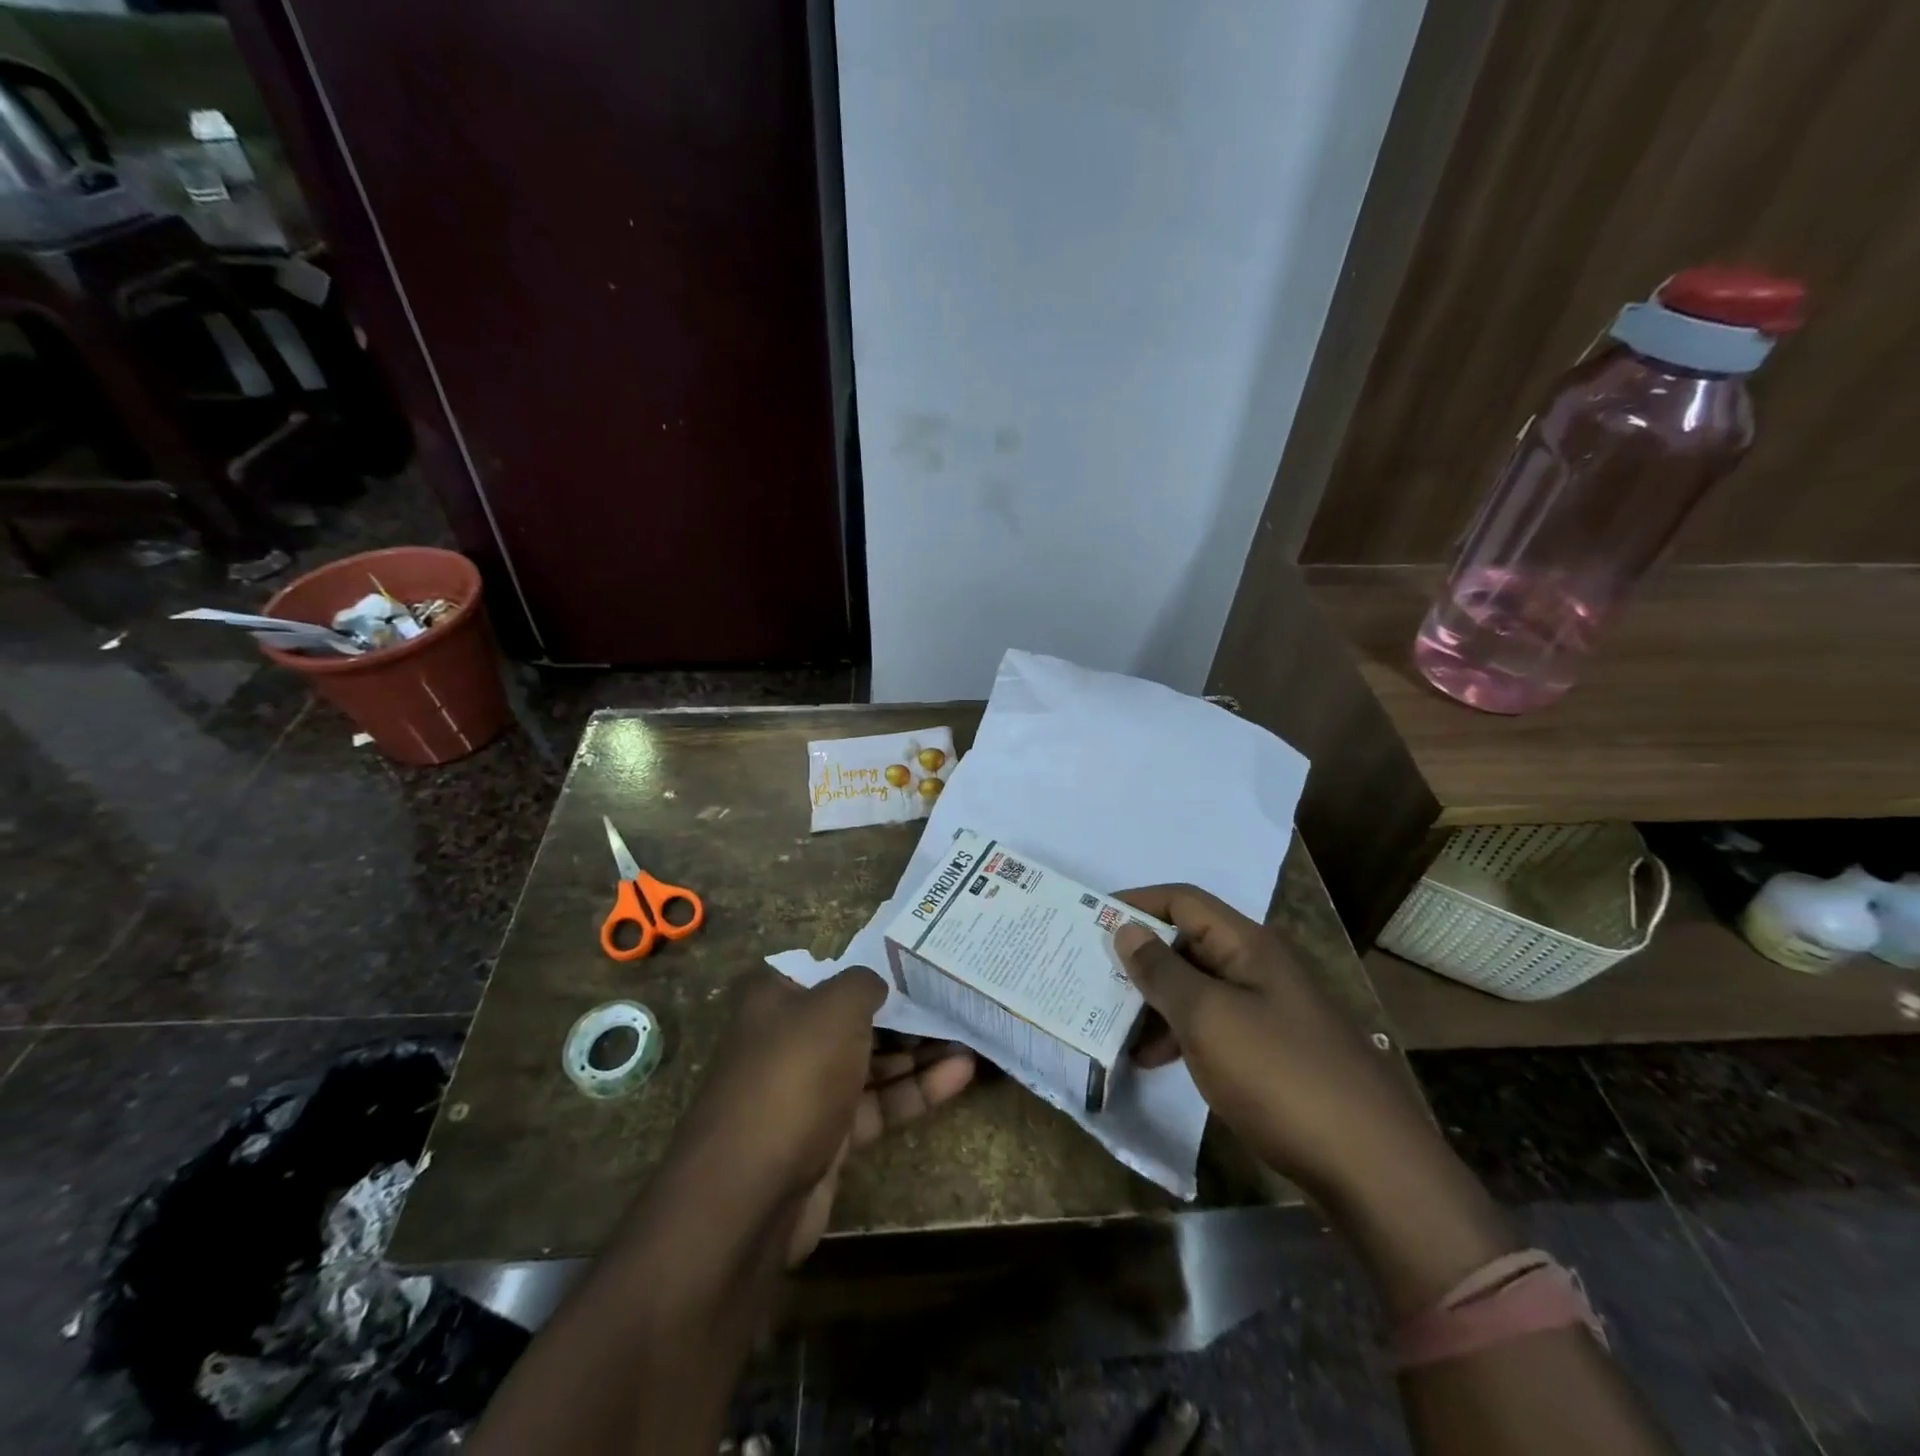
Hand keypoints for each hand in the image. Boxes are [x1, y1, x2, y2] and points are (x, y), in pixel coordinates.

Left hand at [663, 967, 974, 1263]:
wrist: (751, 1193)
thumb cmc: (794, 1075)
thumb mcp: (835, 1007)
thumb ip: (864, 983)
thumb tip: (879, 984)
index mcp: (778, 998)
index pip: (834, 971)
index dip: (877, 964)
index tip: (923, 959)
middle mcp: (790, 1038)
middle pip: (857, 1017)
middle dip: (907, 1011)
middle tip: (957, 999)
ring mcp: (809, 1090)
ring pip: (872, 1062)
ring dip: (920, 1051)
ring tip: (971, 1035)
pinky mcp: (828, 1136)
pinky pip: (878, 1102)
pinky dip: (915, 1089)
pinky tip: (961, 1074)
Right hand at [1112, 885, 1439, 1204]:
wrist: (1372, 1168)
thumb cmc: (1280, 1076)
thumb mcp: (1207, 1018)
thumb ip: (1161, 972)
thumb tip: (1125, 929)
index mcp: (1247, 945)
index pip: (1182, 901)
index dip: (1136, 903)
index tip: (1090, 920)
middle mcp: (1258, 967)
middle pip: (1187, 942)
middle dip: (1139, 957)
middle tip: (1091, 975)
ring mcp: (1268, 1010)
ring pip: (1197, 987)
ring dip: (1154, 1000)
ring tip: (1111, 1024)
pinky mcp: (1272, 1051)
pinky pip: (1212, 1024)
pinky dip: (1178, 1033)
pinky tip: (1152, 1061)